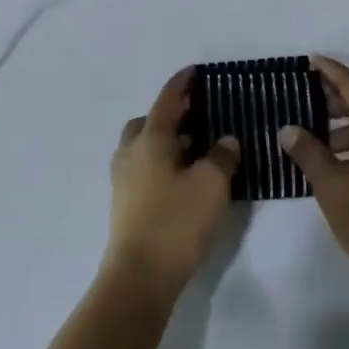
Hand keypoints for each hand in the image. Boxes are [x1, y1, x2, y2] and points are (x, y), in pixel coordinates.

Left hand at [104, 69, 241, 301]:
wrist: (139, 277)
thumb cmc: (176, 222)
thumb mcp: (211, 185)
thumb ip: (222, 157)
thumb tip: (225, 141)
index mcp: (150, 139)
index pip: (167, 100)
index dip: (182, 84)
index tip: (195, 71)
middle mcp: (131, 153)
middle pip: (148, 122)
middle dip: (171, 115)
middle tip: (199, 117)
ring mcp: (124, 179)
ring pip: (144, 146)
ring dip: (167, 141)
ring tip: (198, 149)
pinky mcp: (126, 203)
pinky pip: (145, 168)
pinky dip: (163, 162)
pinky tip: (185, 178)